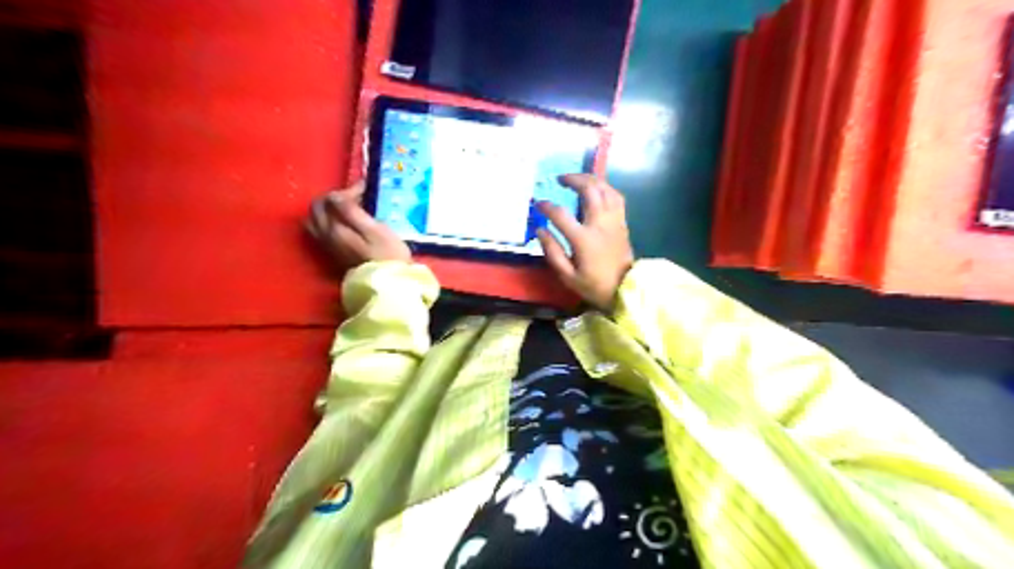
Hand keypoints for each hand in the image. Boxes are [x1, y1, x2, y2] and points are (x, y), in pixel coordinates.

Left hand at [305, 183, 411, 271]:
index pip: (331, 199)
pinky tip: (344, 223)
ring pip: (315, 219)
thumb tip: (336, 196)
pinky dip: (328, 221)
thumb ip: (352, 211)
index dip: (348, 190)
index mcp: (333, 227)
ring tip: (347, 208)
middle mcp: (324, 235)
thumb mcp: (374, 229)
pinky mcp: (333, 254)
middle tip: (356, 197)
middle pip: (317, 207)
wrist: (388, 284)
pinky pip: (320, 231)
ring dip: (328, 209)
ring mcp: (326, 246)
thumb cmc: (387, 255)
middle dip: (334, 197)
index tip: (366, 189)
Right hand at [538, 174, 630, 310]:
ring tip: (577, 179)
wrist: (626, 289)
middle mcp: (600, 224)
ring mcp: (614, 220)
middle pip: (589, 190)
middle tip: (560, 179)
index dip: (547, 206)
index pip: (561, 214)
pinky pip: (616, 196)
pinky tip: (596, 189)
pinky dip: (605, 188)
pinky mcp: (622, 222)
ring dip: (590, 179)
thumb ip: (552, 251)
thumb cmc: (594, 285)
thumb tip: (540, 230)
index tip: (538, 204)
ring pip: (605, 188)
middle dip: (573, 179)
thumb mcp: (568, 276)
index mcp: (584, 239)